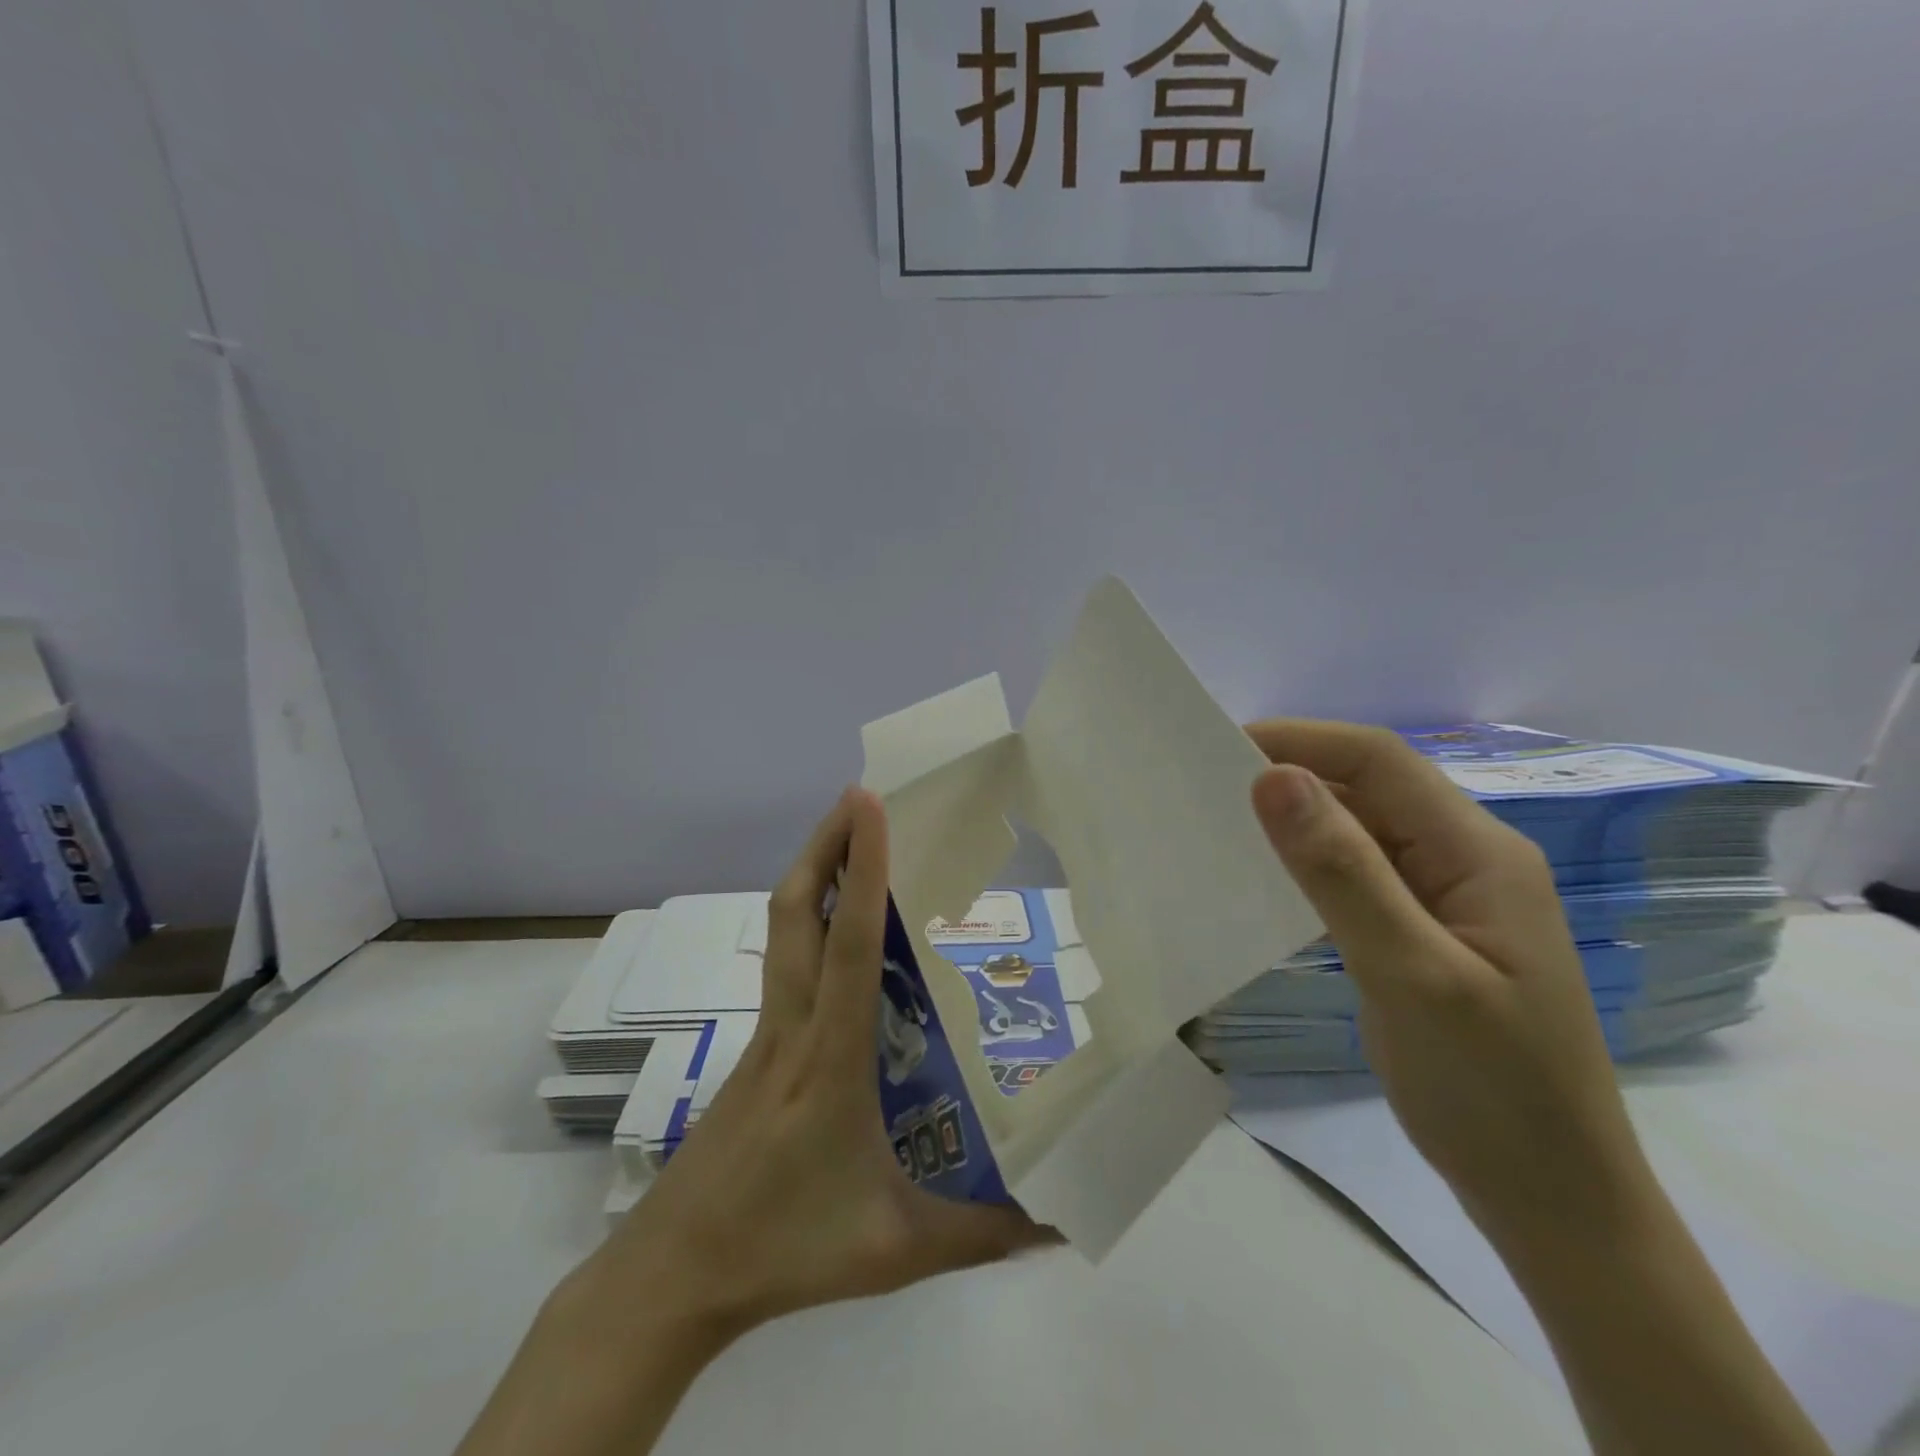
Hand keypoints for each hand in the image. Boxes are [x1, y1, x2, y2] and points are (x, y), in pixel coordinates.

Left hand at [461, 790, 1051, 1455]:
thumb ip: (985, 1235)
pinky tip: (837, 926)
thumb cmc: (783, 1250)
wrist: (672, 1273)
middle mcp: (793, 1026)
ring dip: (813, 871)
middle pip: (797, 912)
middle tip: (858, 797)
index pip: (848, 947)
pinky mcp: (755, 1045)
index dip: (862, 870)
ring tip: (848, 835)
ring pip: (782, 929)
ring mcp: (766, 1032)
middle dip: (825, 844)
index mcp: (831, 1058)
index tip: (869, 805)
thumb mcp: (896, 1250)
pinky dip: (808, 918)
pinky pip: (784, 961)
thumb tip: (1065, 1223)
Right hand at [1244, 721, 1656, 1247]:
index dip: (1301, 740)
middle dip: (1293, 772)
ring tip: (1221, 821)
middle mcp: (1467, 859)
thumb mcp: (1411, 974)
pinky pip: (1360, 873)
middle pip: (1372, 787)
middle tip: (1206, 785)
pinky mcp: (1424, 932)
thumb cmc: (1492, 1090)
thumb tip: (1273, 778)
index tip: (1219, 748)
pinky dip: (1310, 862)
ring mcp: (1447, 897)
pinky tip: (1267, 877)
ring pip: (1362, 829)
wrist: (1553, 1200)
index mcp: (1480, 853)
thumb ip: (1342, 873)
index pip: (1380, 760)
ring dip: (1297, 817)